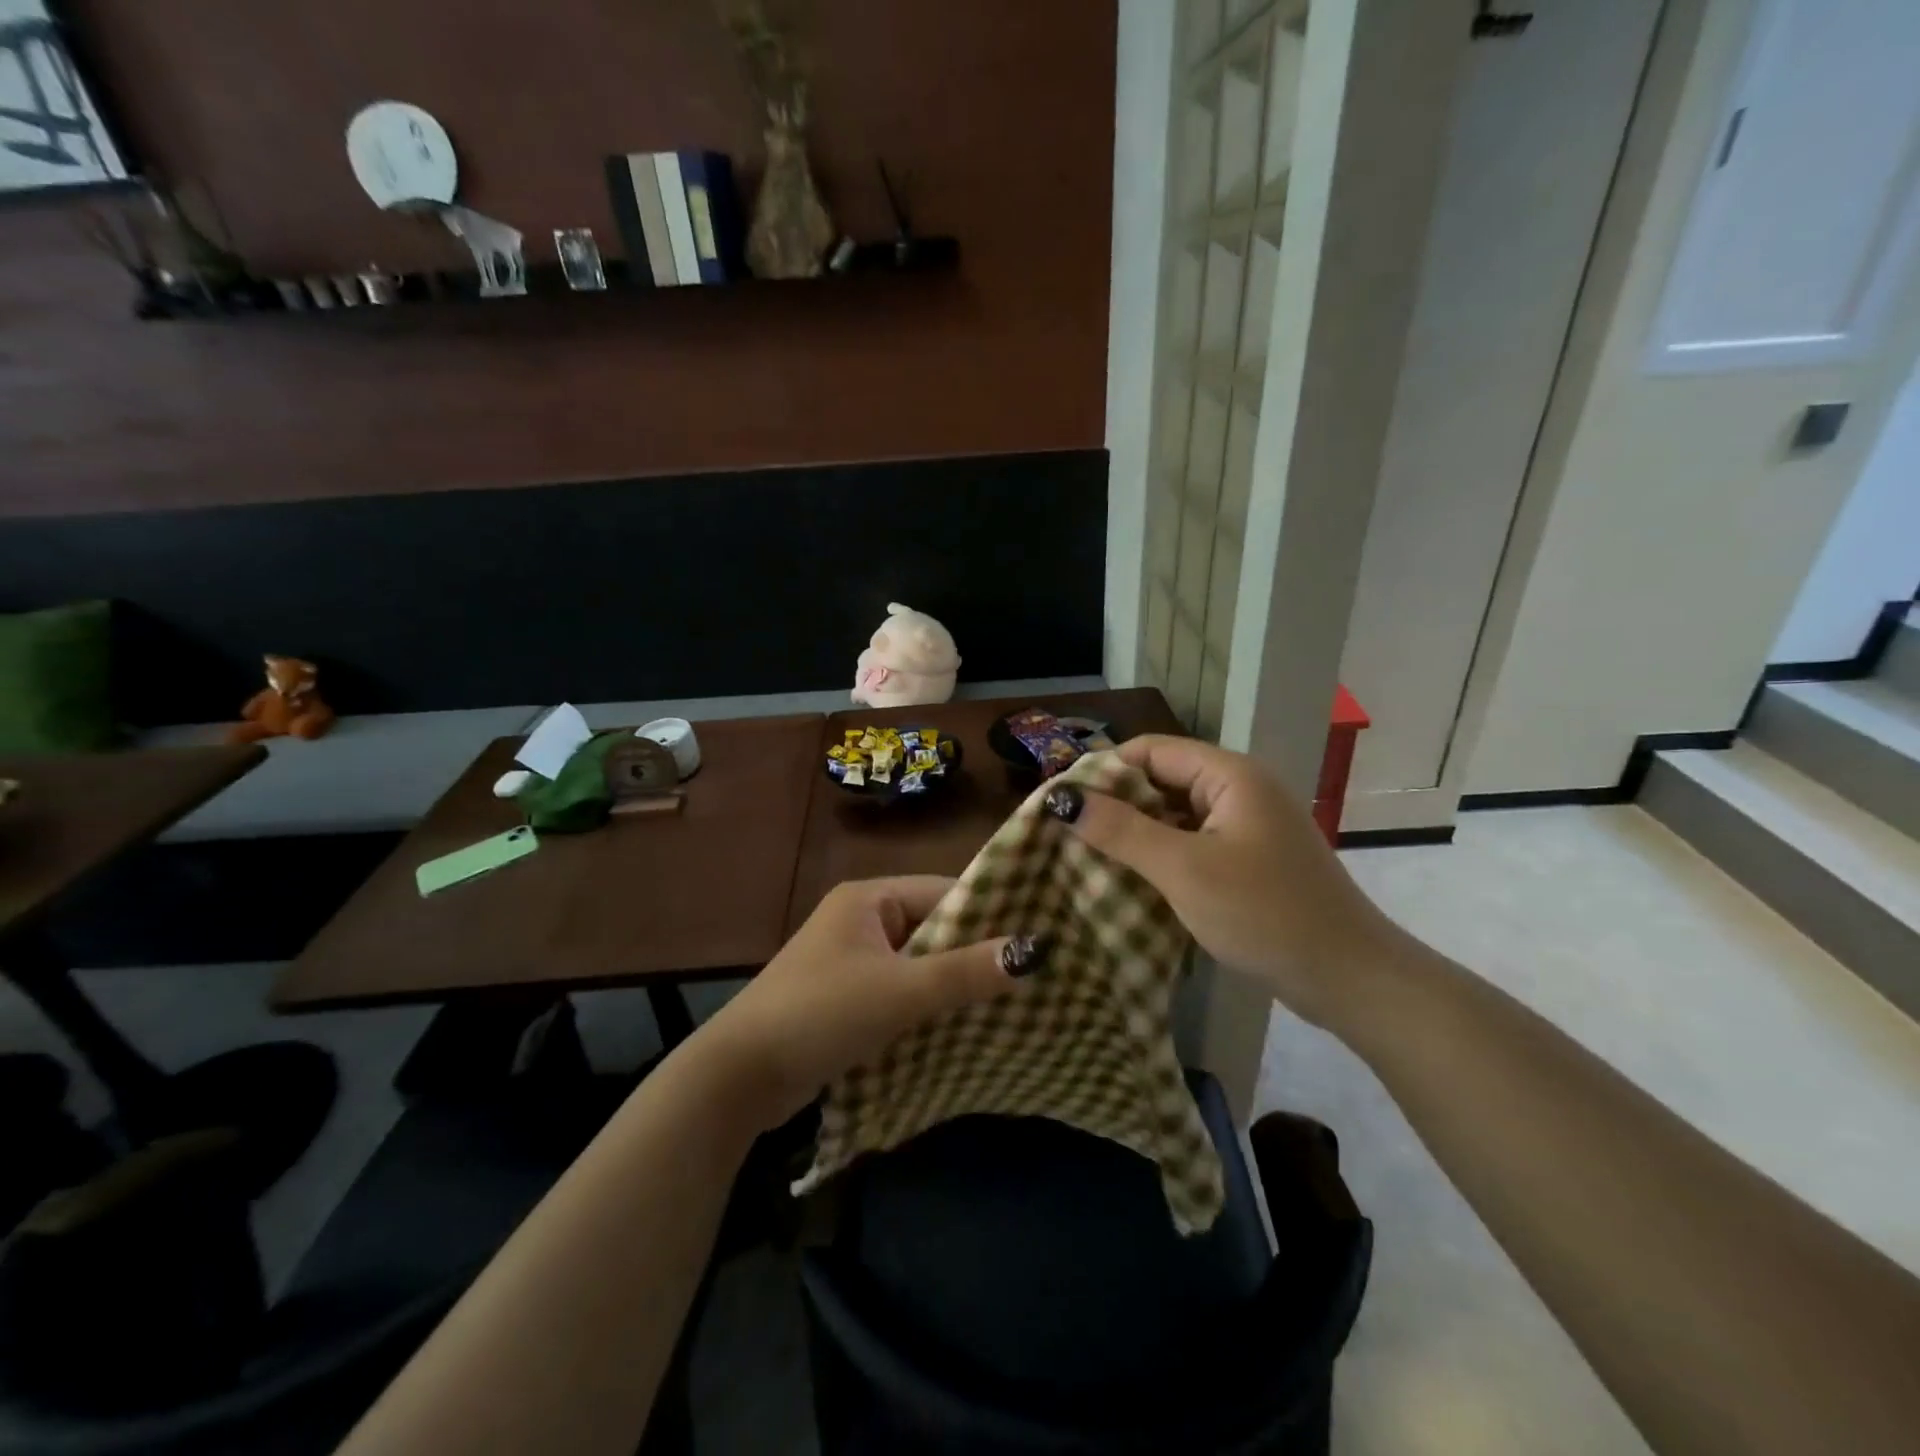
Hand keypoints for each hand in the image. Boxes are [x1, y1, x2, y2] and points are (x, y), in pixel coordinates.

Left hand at [695, 877, 1028, 1130]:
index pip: (943, 892)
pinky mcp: (846, 998)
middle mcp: (860, 920)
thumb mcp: (900, 991)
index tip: (1036, 937)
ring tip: (1011, 1002)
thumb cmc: (821, 1013)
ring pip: (919, 964)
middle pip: (933, 928)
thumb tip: (1034, 950)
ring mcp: (851, 960)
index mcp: (868, 899)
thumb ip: (965, 972)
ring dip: (952, 984)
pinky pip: (900, 992)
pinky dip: (927, 1006)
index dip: (988, 913)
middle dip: (974, 954)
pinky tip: (964, 1027)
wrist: (738, 1077)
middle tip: (1032, 976)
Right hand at [1047, 736, 1398, 1028]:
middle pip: (1161, 780)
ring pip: (1175, 815)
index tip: (1062, 803)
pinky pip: (1192, 843)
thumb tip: (1061, 798)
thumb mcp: (1183, 870)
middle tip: (1068, 835)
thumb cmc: (1264, 913)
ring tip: (1089, 858)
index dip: (1104, 770)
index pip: (1151, 750)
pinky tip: (1131, 881)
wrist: (1349, 978)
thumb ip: (1121, 831)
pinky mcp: (1249, 859)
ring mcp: (1247, 826)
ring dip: (1136, 833)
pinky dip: (1161, 855)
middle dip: (1116, 804)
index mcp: (1229, 775)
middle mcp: (1239, 789)